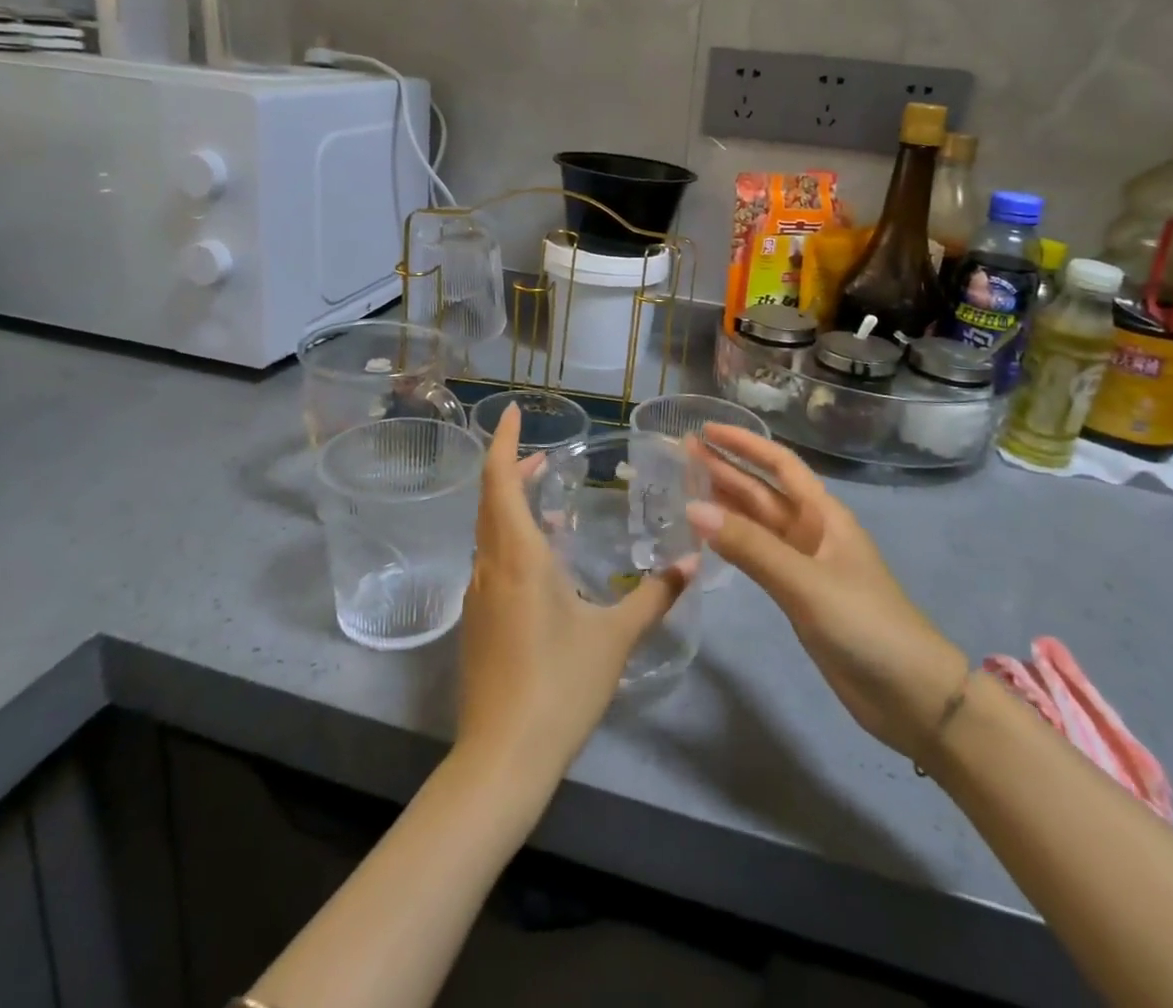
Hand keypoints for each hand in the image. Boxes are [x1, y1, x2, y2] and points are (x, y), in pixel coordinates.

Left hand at [456, 406, 696, 789]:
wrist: (501, 760)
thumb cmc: (559, 686)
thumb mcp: (615, 638)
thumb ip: (656, 596)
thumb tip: (694, 561)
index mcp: (518, 556)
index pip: (500, 481)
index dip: (505, 443)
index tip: (512, 413)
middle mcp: (491, 566)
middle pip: (491, 500)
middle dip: (514, 469)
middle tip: (547, 456)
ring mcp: (479, 596)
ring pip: (489, 531)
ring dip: (512, 505)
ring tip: (550, 501)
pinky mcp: (478, 623)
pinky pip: (492, 560)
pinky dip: (512, 539)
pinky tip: (544, 561)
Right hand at [688, 425, 969, 762]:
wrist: (911, 696)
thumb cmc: (866, 625)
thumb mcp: (806, 582)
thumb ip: (750, 547)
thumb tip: (692, 509)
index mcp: (824, 515)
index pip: (779, 465)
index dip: (744, 444)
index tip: (706, 429)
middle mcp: (812, 531)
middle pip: (763, 491)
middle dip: (726, 470)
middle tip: (682, 454)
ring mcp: (805, 564)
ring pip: (757, 524)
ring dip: (724, 504)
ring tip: (684, 487)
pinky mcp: (798, 595)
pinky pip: (758, 556)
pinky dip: (733, 543)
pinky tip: (708, 538)